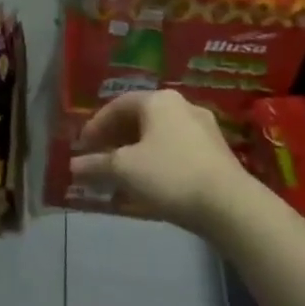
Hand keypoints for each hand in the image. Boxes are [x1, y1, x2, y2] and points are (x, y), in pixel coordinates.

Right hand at [71, 90, 249, 233]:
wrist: (229, 204)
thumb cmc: (170, 175)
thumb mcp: (124, 169)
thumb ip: (97, 165)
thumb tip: (74, 166)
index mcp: (158, 101)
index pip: (118, 105)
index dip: (96, 125)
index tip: (82, 146)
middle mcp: (182, 106)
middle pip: (140, 119)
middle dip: (116, 139)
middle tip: (99, 158)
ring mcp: (203, 129)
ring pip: (159, 137)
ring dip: (136, 153)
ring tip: (121, 175)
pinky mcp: (216, 153)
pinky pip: (176, 151)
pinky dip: (157, 163)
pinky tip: (149, 185)